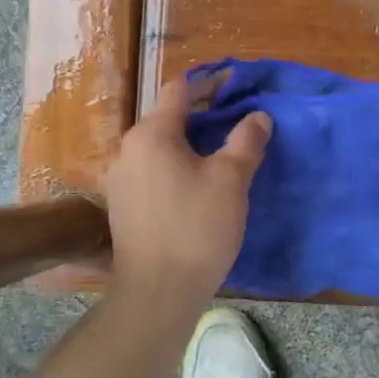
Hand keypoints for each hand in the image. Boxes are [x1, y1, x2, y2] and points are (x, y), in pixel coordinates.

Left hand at [105, 75, 270, 307]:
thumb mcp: (231, 180)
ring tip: (220, 156)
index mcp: (151, 134)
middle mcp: (128, 149)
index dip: (208, 85)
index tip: (235, 90)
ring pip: (159, 147)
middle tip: (235, 124)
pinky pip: (151, 171)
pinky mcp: (121, 205)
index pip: (178, 90)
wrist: (159, 292)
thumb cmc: (197, 228)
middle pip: (166, 117)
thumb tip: (258, 116)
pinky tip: (196, 186)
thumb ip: (246, 141)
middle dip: (201, 116)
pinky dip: (174, 167)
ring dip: (187, 144)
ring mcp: (120, 179)